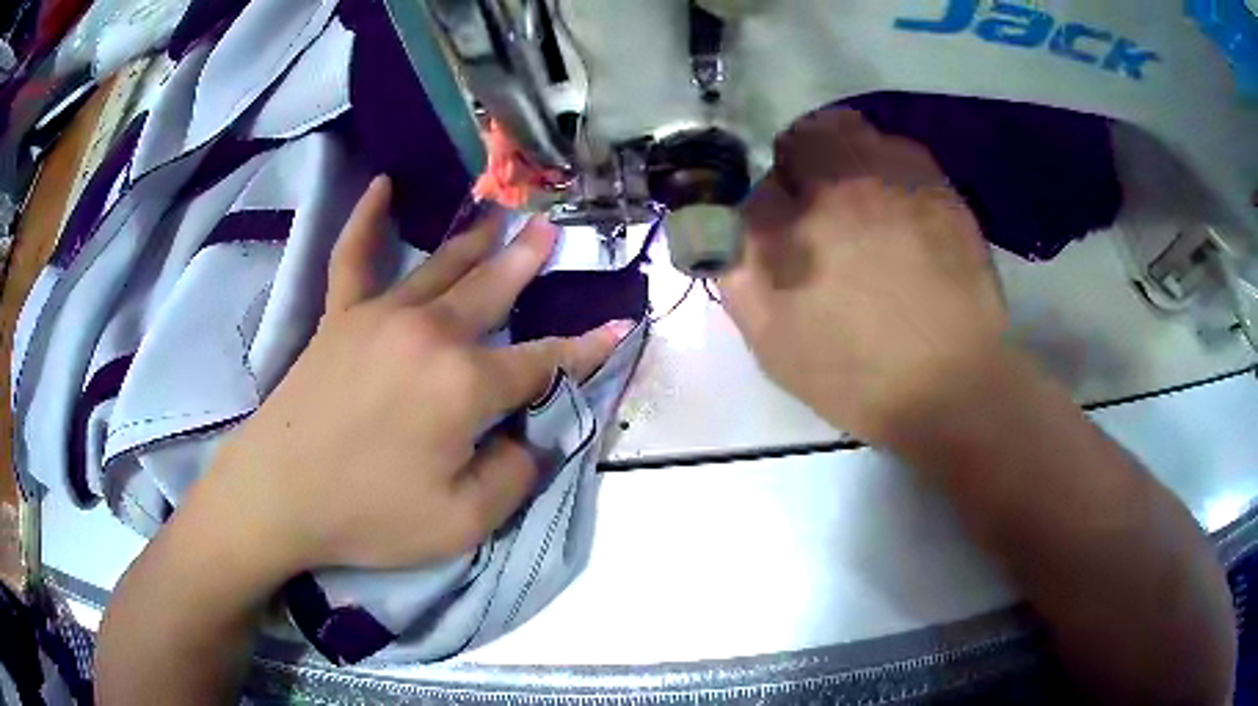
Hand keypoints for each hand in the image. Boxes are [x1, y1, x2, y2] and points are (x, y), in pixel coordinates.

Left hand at [204, 177, 630, 575]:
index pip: (542, 362)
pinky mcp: (339, 317)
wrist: (278, 496)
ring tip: (501, 215)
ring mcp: (379, 316)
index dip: (585, 349)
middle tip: (551, 231)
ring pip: (441, 267)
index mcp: (464, 386)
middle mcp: (429, 334)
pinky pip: (354, 256)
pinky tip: (382, 187)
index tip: (619, 325)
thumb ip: (512, 478)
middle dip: (529, 263)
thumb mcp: (461, 524)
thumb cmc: (368, 516)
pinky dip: (367, 219)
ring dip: (476, 240)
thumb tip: (527, 440)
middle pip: (493, 291)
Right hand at [720, 109, 1007, 442]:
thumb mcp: (772, 345)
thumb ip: (738, 277)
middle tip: (814, 203)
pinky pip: (898, 148)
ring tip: (858, 197)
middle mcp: (834, 189)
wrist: (952, 385)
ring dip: (841, 153)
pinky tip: (898, 204)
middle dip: (797, 164)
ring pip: (849, 130)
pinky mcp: (937, 187)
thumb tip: (732, 231)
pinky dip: (887, 163)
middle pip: (801, 139)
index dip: (766, 207)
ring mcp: (891, 180)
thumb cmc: (857, 377)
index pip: (756, 186)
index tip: (780, 232)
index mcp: (787, 230)